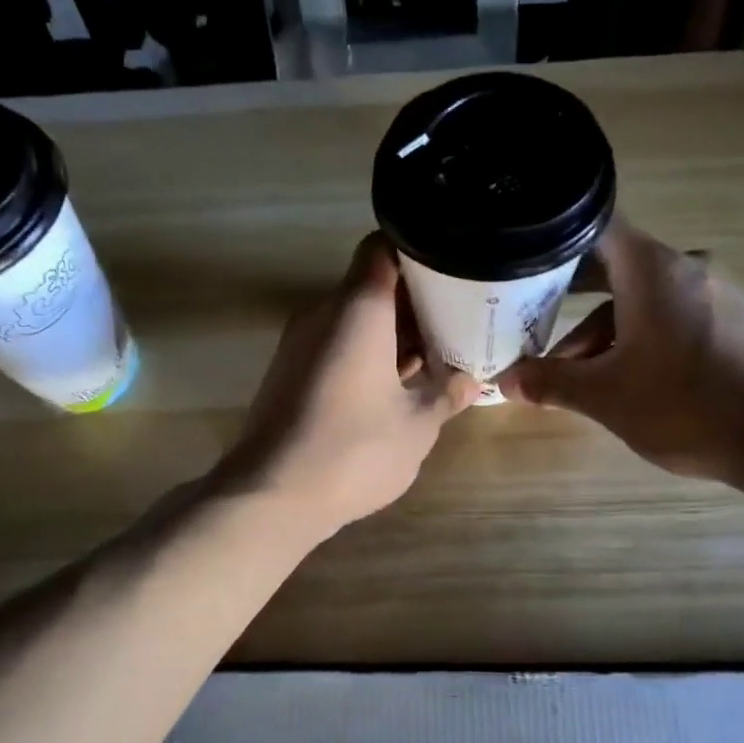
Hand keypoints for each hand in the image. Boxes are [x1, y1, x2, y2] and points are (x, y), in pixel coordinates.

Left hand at [218, 233, 481, 536]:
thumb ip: (446, 395)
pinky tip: (399, 385)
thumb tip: (471, 381)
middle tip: (459, 319)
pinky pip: (336, 347)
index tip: (454, 271)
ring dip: (393, 333)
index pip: (384, 248)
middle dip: (416, 301)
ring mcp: (301, 345)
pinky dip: (368, 355)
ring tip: (438, 354)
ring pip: (354, 320)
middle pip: (371, 286)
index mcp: (358, 310)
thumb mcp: (417, 426)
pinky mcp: (290, 374)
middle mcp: (323, 314)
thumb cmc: (355, 451)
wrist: (272, 495)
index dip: (421, 252)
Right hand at [497, 218, 743, 484]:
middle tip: (530, 321)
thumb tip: (507, 381)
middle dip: (569, 300)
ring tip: (574, 376)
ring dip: (603, 332)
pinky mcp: (733, 323)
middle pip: (614, 268)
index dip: (552, 241)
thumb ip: (551, 382)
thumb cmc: (685, 405)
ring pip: (642, 300)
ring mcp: (716, 294)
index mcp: (653, 270)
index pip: (594, 227)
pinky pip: (672, 317)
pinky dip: (639, 339)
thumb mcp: (605, 396)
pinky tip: (624, 380)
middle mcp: (686, 268)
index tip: (520, 261)